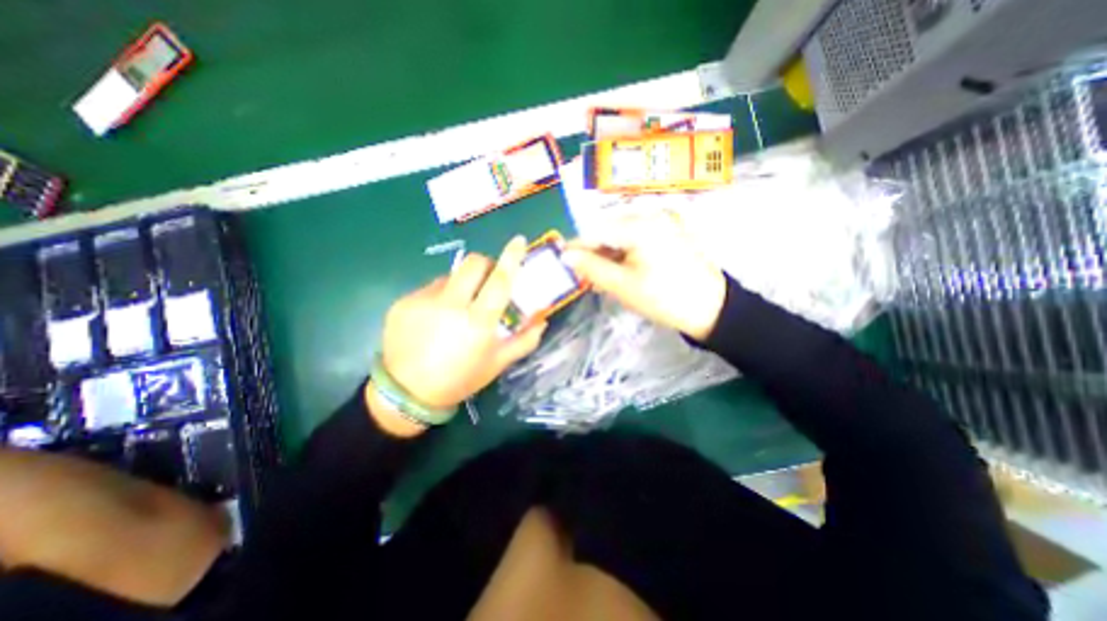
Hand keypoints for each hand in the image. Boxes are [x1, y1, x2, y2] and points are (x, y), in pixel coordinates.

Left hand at [379, 237, 546, 412]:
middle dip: (485, 265)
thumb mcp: (497, 364)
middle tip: (487, 281)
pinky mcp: (404, 302)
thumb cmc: (460, 379)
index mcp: (478, 322)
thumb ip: (524, 341)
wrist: (407, 393)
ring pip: (450, 276)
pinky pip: (430, 288)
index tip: (519, 240)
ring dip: (462, 284)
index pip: (499, 281)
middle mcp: (450, 305)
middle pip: (472, 264)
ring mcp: (423, 301)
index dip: (511, 258)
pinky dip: (441, 296)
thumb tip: (542, 320)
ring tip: (458, 308)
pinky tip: (435, 318)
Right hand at [563, 211, 728, 338]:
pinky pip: (639, 237)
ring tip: (607, 278)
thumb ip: (591, 268)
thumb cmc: (664, 298)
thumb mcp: (622, 286)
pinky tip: (625, 270)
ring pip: (623, 234)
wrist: (712, 308)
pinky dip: (627, 252)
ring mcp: (664, 221)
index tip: (565, 264)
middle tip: (589, 277)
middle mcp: (651, 214)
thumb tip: (566, 255)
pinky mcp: (671, 231)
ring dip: (611, 254)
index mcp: (639, 224)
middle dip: (596, 252)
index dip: (577, 248)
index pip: (595, 230)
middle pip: (609, 229)